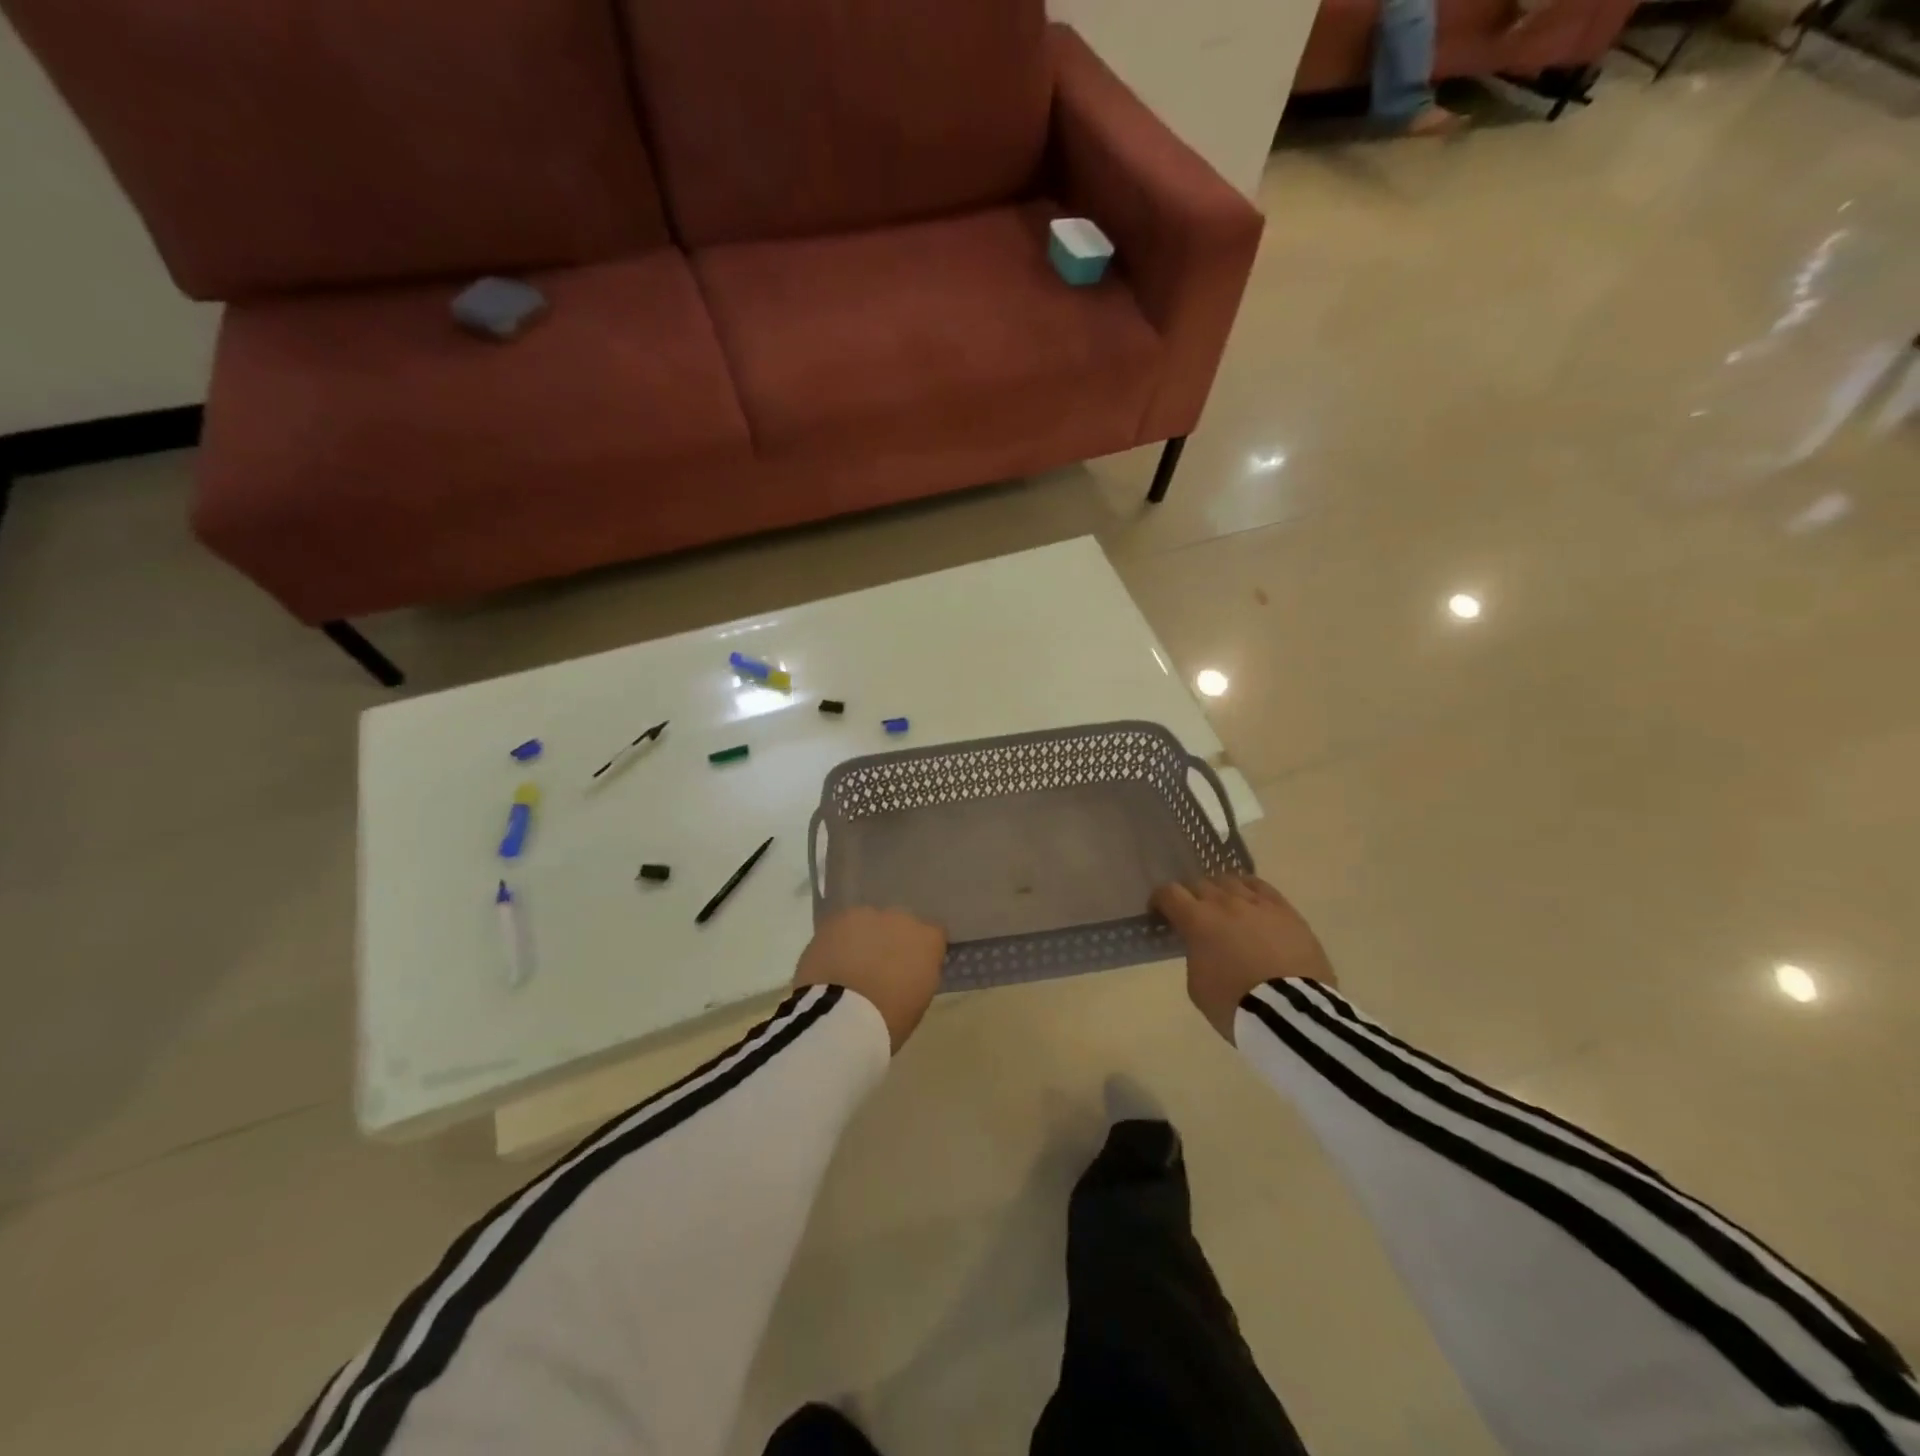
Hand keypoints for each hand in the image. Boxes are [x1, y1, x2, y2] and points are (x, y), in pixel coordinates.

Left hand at [794, 907, 946, 1052]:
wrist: (840, 1014)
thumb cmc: (888, 1020)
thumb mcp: (918, 1000)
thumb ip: (919, 973)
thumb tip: (911, 968)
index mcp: (929, 940)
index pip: (932, 935)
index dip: (921, 951)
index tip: (911, 968)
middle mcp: (902, 918)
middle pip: (900, 923)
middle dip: (892, 940)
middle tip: (878, 966)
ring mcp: (867, 914)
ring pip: (869, 922)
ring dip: (864, 938)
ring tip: (850, 964)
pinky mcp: (836, 918)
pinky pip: (842, 926)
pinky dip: (838, 940)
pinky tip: (831, 961)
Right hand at [1150, 876, 1336, 1043]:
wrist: (1291, 1013)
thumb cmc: (1235, 1005)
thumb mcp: (1197, 986)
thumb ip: (1194, 956)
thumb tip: (1201, 945)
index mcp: (1197, 920)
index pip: (1169, 893)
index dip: (1160, 900)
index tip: (1160, 913)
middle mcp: (1225, 902)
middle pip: (1200, 884)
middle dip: (1192, 898)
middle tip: (1194, 917)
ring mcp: (1257, 903)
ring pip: (1230, 881)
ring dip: (1221, 893)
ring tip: (1225, 909)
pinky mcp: (1286, 910)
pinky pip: (1261, 886)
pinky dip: (1249, 890)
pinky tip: (1250, 902)